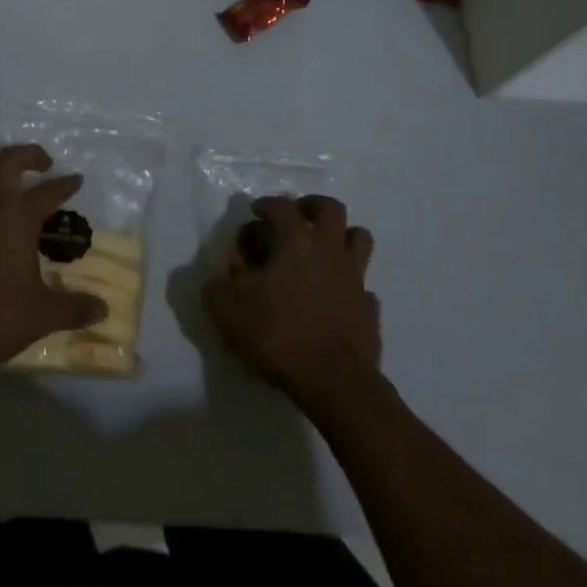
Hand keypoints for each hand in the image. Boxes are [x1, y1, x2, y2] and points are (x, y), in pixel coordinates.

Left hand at [0, 145, 107, 381]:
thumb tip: (103, 310)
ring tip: (3, 186)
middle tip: (43, 166)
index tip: (76, 180)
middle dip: (28, 156)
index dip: (65, 185)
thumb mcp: (41, 315)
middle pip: (8, 160)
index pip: (48, 191)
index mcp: (17, 215)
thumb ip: (74, 308)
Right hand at [203, 194, 380, 407]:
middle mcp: (329, 249)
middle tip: (297, 217)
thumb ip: (216, 288)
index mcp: (296, 241)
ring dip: (342, 236)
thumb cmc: (279, 334)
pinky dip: (352, 286)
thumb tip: (218, 281)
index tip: (256, 211)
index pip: (281, 206)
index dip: (266, 204)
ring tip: (323, 248)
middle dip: (312, 206)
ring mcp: (355, 278)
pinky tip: (338, 298)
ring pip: (359, 238)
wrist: (334, 382)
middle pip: (331, 209)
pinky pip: (364, 287)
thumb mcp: (228, 310)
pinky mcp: (370, 309)